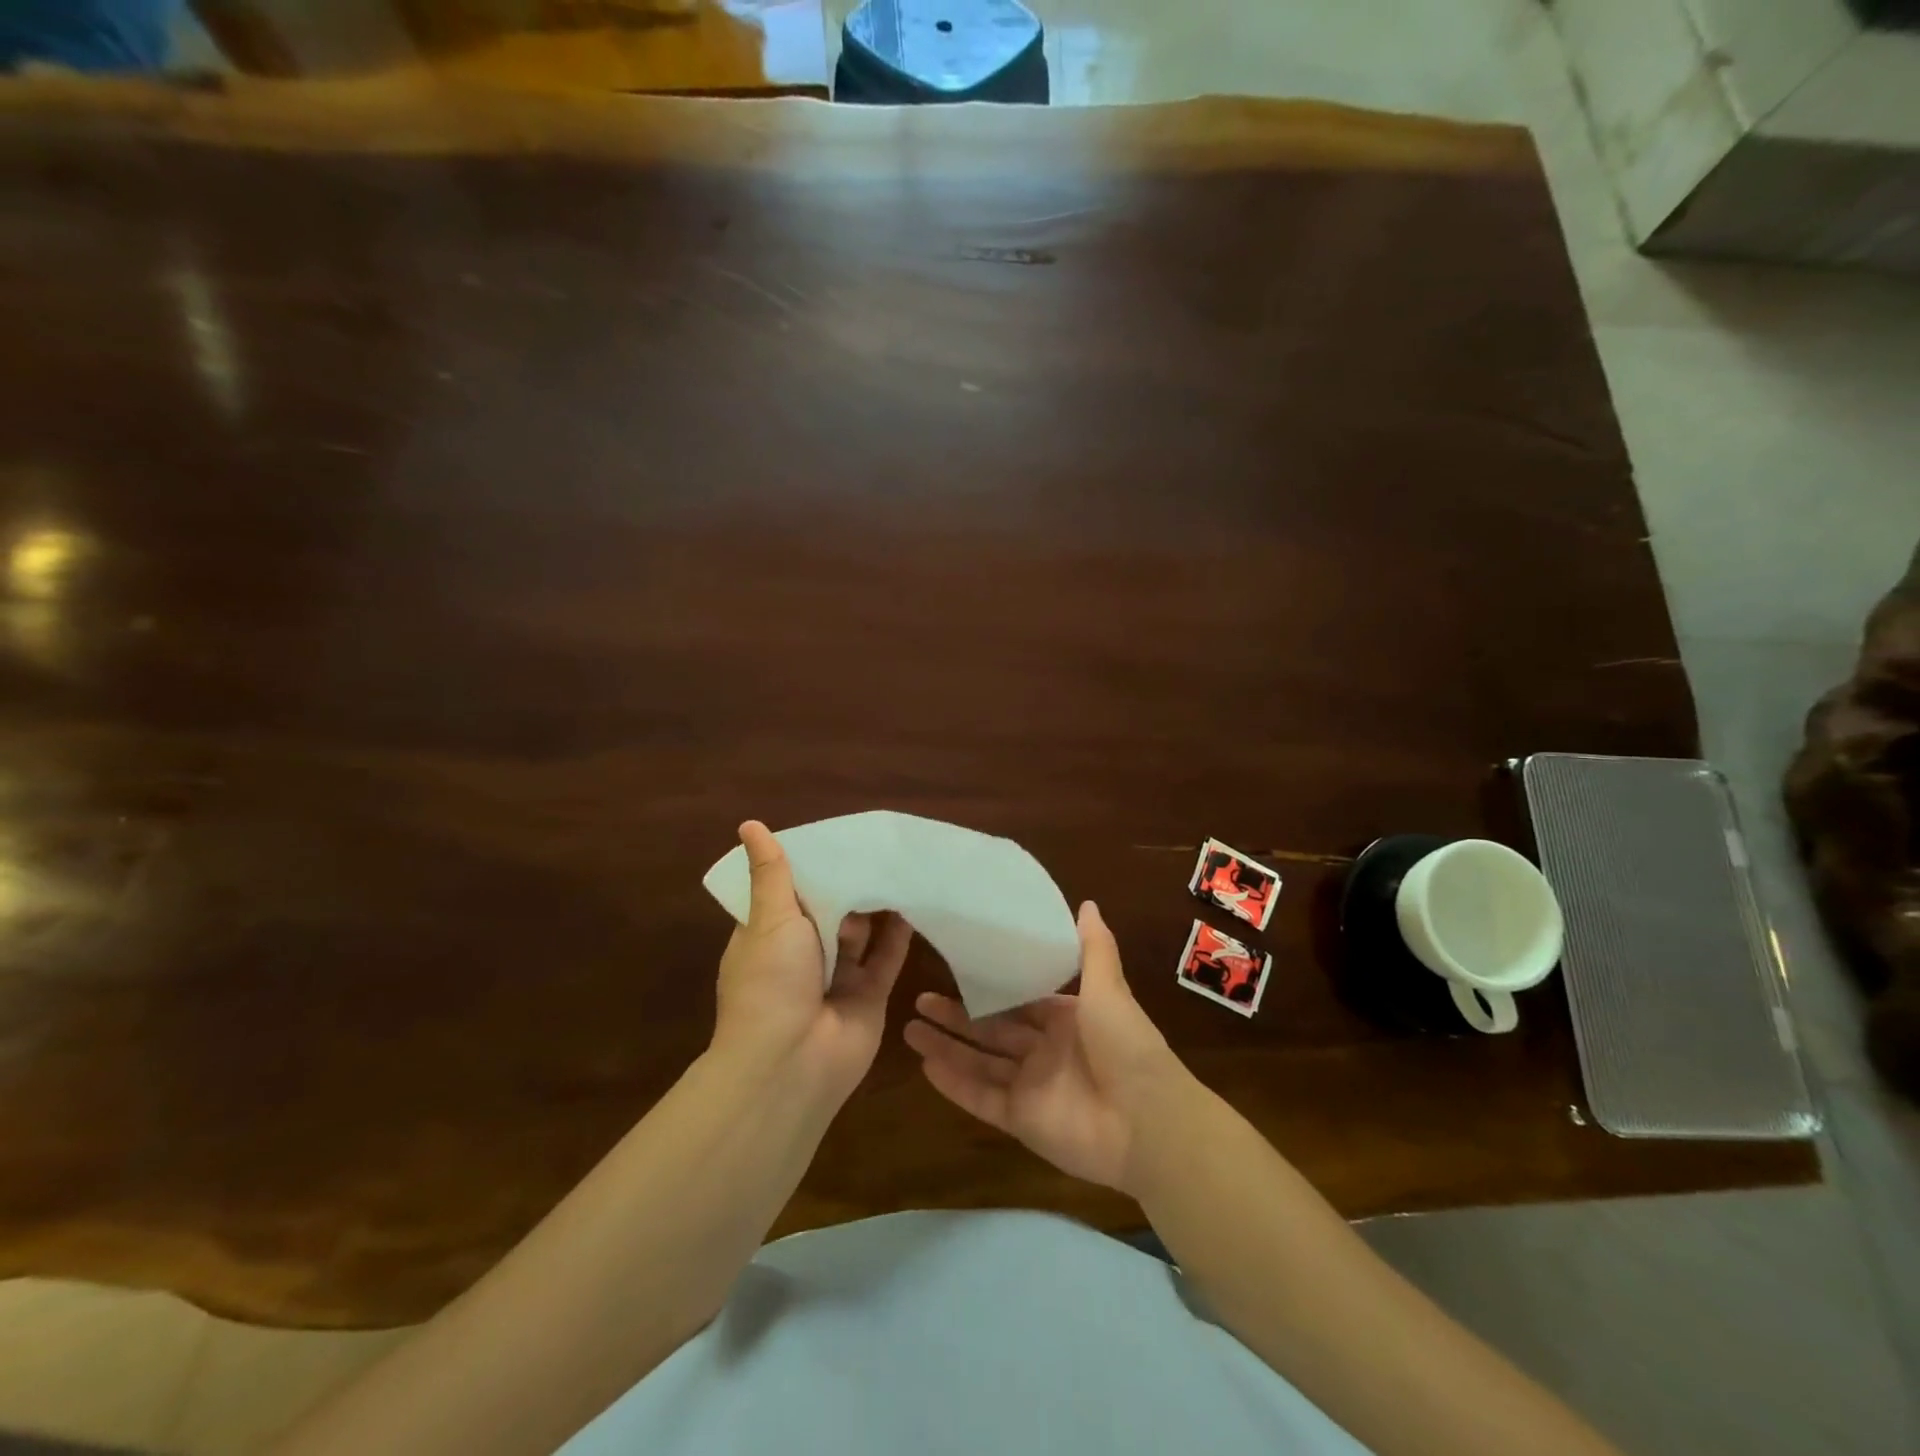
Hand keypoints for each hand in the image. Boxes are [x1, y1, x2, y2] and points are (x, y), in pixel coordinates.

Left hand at [713, 821, 913, 1106]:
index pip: (789, 892)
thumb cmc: (771, 982)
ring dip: (877, 906)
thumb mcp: (769, 918)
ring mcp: (837, 977)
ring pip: (862, 933)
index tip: (837, 836)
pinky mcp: (869, 995)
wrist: (791, 1064)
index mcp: (769, 936)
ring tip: (902, 866)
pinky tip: (916, 901)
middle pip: (830, 910)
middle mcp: (803, 955)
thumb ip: (771, 873)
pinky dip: (900, 934)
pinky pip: (887, 958)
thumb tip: (748, 825)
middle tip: (879, 845)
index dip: (810, 866)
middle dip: (849, 884)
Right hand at [903, 901, 1190, 1194]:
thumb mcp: (1108, 988)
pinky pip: (982, 1099)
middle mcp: (1046, 1051)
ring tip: (908, 1029)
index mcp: (1066, 1018)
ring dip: (947, 1047)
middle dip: (957, 1016)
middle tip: (920, 1000)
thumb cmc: (1125, 1045)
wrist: (1147, 1122)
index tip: (957, 970)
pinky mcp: (1022, 1121)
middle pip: (992, 1030)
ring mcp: (1032, 1087)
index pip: (1021, 1000)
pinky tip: (925, 1065)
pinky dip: (955, 1085)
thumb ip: (1094, 949)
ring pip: (980, 1063)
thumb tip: (1086, 902)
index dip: (990, 987)